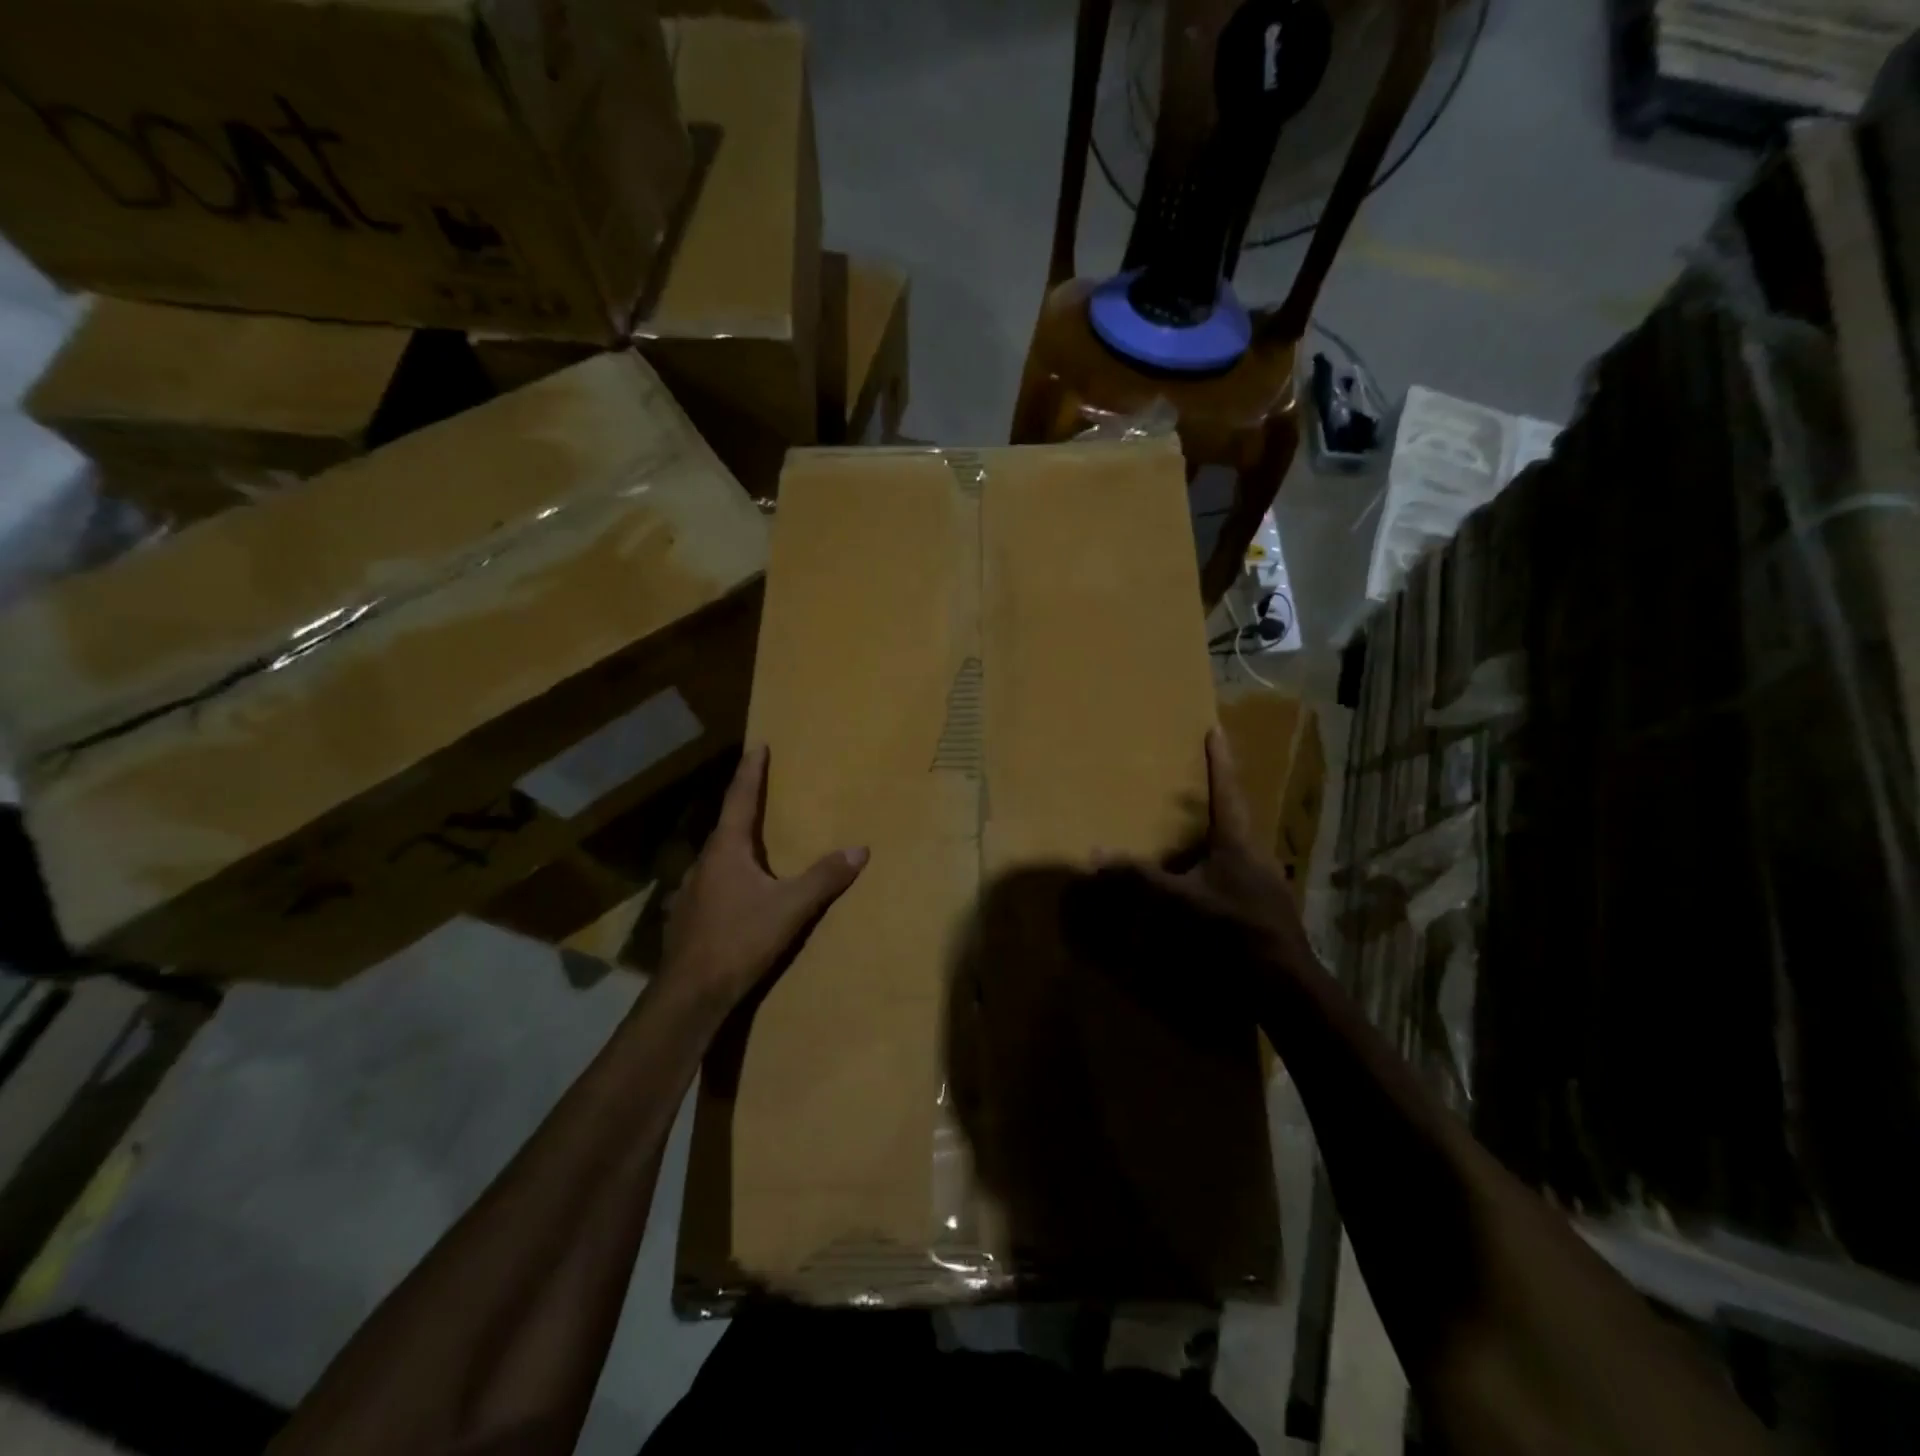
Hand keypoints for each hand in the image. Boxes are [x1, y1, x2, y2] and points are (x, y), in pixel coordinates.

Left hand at [664, 745, 866, 1007]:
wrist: (691, 993)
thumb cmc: (739, 939)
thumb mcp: (790, 908)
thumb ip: (824, 877)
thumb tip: (860, 849)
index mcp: (726, 850)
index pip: (740, 798)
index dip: (751, 771)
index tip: (757, 745)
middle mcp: (704, 862)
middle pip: (727, 825)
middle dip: (745, 806)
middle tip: (763, 793)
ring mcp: (691, 890)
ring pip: (718, 857)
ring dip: (737, 844)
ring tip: (757, 844)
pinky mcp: (687, 915)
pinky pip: (713, 881)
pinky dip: (730, 874)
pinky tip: (741, 892)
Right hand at [1121, 725, 1315, 964]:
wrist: (1283, 983)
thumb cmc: (1231, 929)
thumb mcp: (1178, 900)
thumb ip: (1138, 877)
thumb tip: (1095, 853)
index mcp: (1237, 843)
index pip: (1225, 791)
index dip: (1219, 761)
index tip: (1216, 731)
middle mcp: (1256, 856)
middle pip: (1234, 821)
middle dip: (1215, 807)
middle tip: (1193, 798)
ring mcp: (1268, 885)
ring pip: (1237, 855)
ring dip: (1214, 849)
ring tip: (1190, 851)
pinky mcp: (1268, 911)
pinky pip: (1238, 882)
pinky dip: (1218, 879)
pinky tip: (1204, 897)